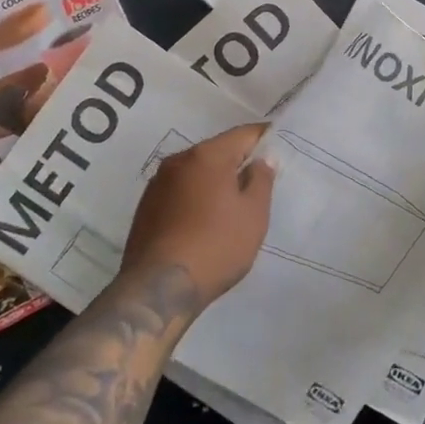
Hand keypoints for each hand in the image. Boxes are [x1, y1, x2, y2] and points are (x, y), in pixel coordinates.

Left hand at [120, 124, 275, 304]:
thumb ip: (261, 179)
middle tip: (259, 180)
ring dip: (214, 181)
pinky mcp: (145, 208)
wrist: (159, 289)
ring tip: (231, 204)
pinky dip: (195, 198)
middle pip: (217, 151)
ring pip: (196, 172)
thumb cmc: (216, 245)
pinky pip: (180, 192)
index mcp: (207, 155)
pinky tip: (204, 221)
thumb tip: (260, 159)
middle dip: (238, 161)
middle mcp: (178, 161)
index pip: (243, 134)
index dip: (264, 138)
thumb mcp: (253, 214)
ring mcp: (157, 184)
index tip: (279, 146)